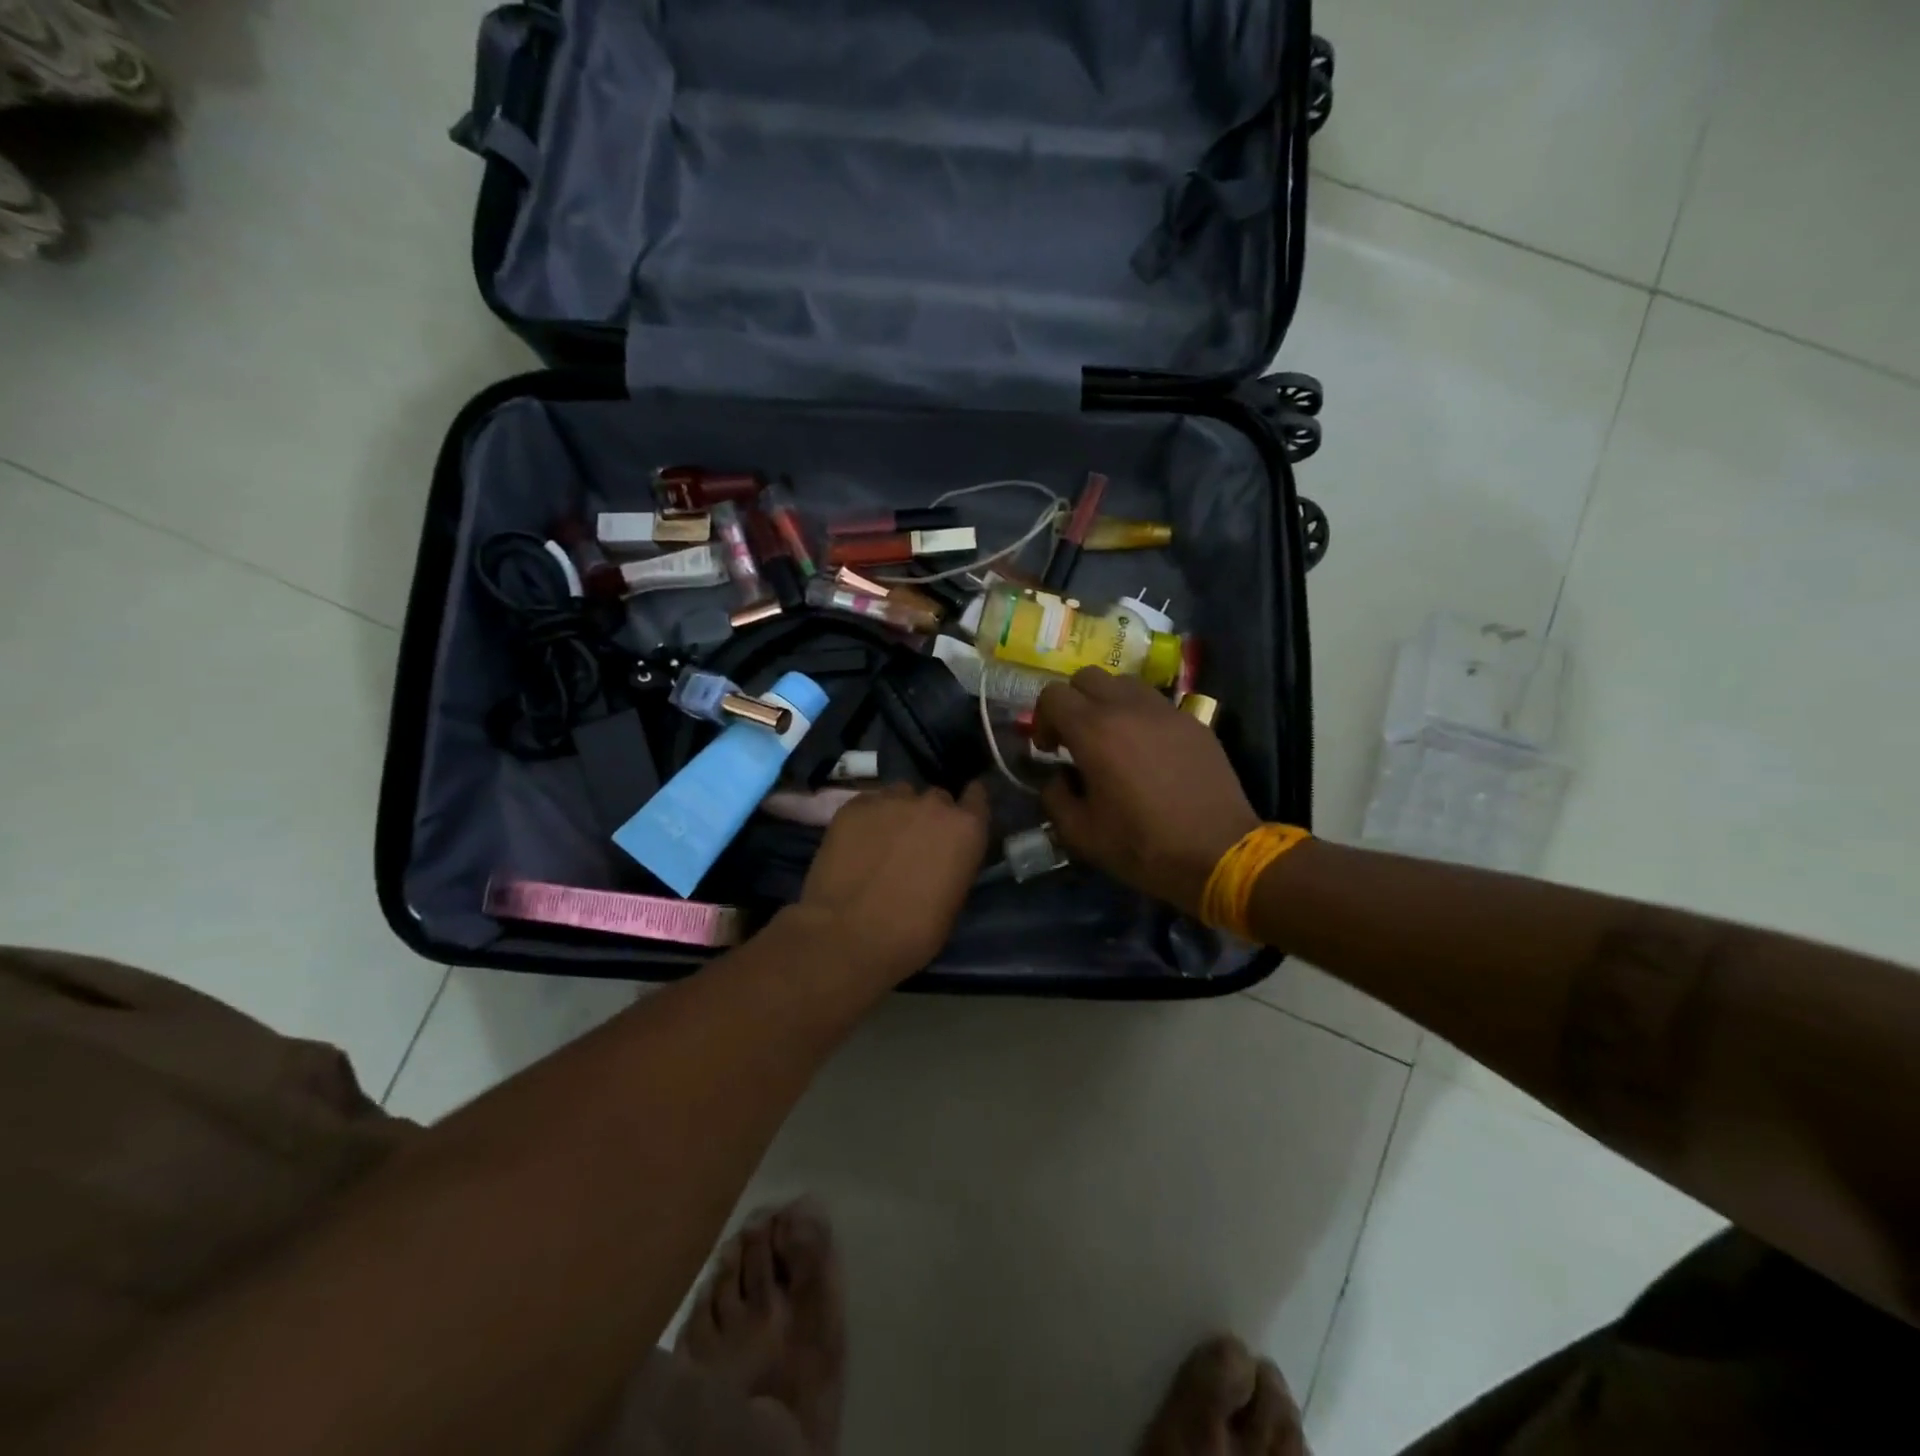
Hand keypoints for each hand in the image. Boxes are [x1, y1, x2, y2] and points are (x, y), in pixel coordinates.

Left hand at [786, 781, 991, 986]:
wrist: (848, 935)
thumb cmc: (913, 932)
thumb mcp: (953, 901)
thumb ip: (955, 864)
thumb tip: (944, 858)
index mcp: (965, 828)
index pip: (977, 796)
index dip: (969, 806)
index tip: (962, 817)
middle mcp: (932, 804)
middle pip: (937, 798)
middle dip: (931, 816)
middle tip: (917, 842)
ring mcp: (890, 800)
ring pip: (901, 796)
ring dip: (899, 813)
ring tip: (884, 840)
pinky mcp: (854, 806)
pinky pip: (869, 804)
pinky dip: (868, 819)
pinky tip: (857, 843)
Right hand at [1033, 670, 1259, 915]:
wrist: (1219, 853)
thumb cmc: (1142, 845)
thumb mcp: (1080, 834)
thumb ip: (1055, 797)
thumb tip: (1057, 777)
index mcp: (1094, 731)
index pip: (1053, 695)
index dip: (1042, 718)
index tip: (1049, 749)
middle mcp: (1128, 708)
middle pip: (1087, 677)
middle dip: (1073, 702)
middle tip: (1076, 738)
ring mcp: (1166, 711)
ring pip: (1124, 683)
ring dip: (1108, 703)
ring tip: (1113, 739)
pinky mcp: (1194, 722)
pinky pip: (1156, 704)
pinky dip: (1141, 716)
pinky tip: (1148, 752)